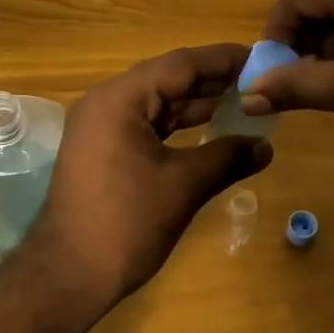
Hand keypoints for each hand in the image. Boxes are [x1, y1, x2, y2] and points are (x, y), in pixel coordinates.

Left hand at [17, 45, 273, 306]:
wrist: (68, 275)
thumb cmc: (126, 223)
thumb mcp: (183, 186)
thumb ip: (226, 157)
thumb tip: (265, 146)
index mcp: (120, 99)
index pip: (180, 64)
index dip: (223, 59)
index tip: (262, 57)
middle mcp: (106, 102)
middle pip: (168, 79)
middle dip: (214, 80)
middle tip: (261, 80)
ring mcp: (101, 127)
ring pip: (157, 103)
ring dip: (197, 103)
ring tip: (245, 101)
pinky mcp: (103, 150)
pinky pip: (147, 124)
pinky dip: (178, 125)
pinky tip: (211, 128)